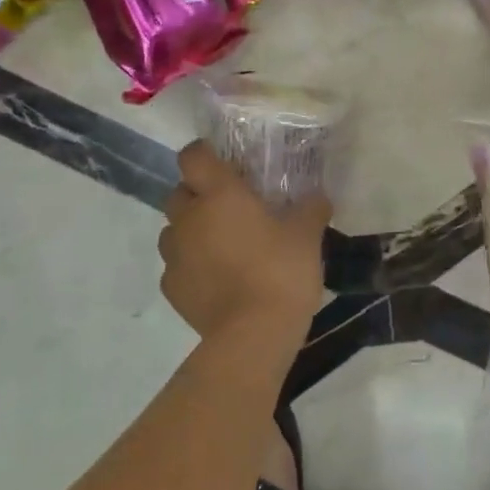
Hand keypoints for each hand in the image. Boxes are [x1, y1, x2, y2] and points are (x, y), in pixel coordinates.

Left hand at [159, 142, 329, 350]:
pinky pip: (177, 265)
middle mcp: (189, 218)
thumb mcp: (307, 236)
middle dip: (198, 195)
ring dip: (192, 231)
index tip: (224, 162)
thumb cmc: (281, 272)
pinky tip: (218, 279)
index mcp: (220, 195)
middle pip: (179, 192)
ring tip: (222, 246)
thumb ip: (310, 209)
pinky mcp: (172, 288)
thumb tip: (317, 196)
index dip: (204, 153)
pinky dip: (192, 265)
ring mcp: (175, 255)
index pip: (193, 156)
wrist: (253, 335)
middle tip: (230, 207)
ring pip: (174, 230)